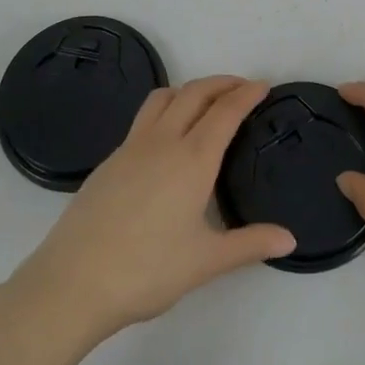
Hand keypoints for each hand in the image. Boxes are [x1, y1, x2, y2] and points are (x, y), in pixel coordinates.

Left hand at [6, 77, 295, 346]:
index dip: (246, 94)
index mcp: (193, 159)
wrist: (74, 281)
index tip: (263, 85)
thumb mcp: (206, 261)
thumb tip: (290, 240)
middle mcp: (163, 141)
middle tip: (242, 87)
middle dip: (221, 83)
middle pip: (194, 93)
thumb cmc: (147, 270)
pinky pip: (143, 119)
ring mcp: (131, 147)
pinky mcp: (110, 161)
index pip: (225, 112)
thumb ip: (249, 245)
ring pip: (163, 98)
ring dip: (189, 90)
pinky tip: (167, 141)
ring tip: (204, 103)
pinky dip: (165, 111)